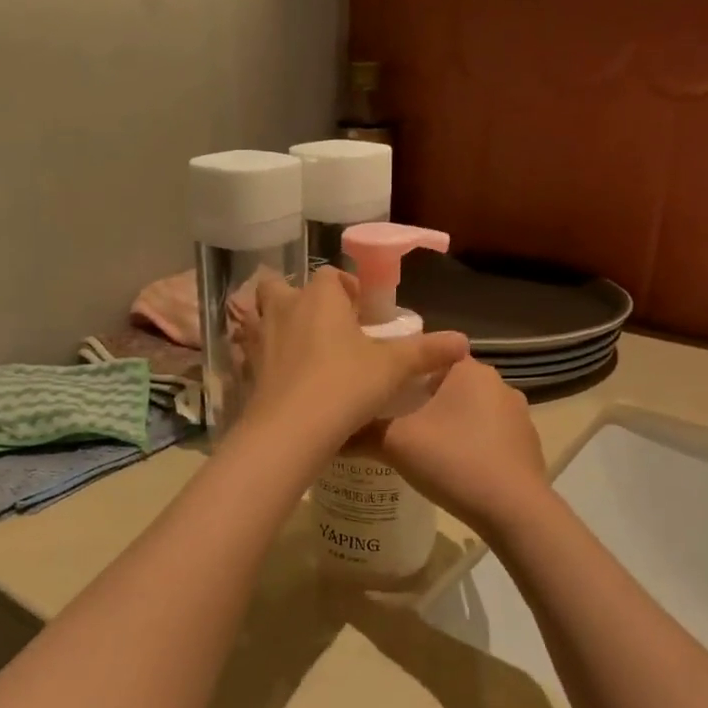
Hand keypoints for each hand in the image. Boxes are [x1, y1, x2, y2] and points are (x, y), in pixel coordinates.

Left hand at [237, 267, 468, 461]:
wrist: (290, 430)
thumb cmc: (344, 386)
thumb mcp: (392, 369)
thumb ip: (426, 352)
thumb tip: (464, 341)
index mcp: (319, 297)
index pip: (331, 276)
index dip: (347, 291)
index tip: (363, 316)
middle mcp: (283, 308)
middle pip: (281, 287)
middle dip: (299, 299)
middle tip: (325, 327)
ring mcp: (258, 337)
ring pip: (256, 314)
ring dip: (273, 322)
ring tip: (297, 347)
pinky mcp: (244, 367)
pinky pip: (248, 349)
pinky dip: (260, 354)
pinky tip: (279, 375)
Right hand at [367, 359, 548, 536]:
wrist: (513, 511)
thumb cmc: (453, 461)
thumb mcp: (395, 443)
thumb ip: (362, 432)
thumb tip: (333, 432)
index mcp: (470, 370)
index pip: (431, 355)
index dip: (405, 371)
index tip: (383, 391)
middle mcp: (499, 384)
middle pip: (450, 384)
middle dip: (424, 400)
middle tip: (394, 422)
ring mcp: (518, 415)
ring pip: (471, 411)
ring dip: (449, 424)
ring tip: (420, 448)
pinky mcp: (527, 445)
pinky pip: (489, 436)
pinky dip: (470, 445)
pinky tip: (453, 468)